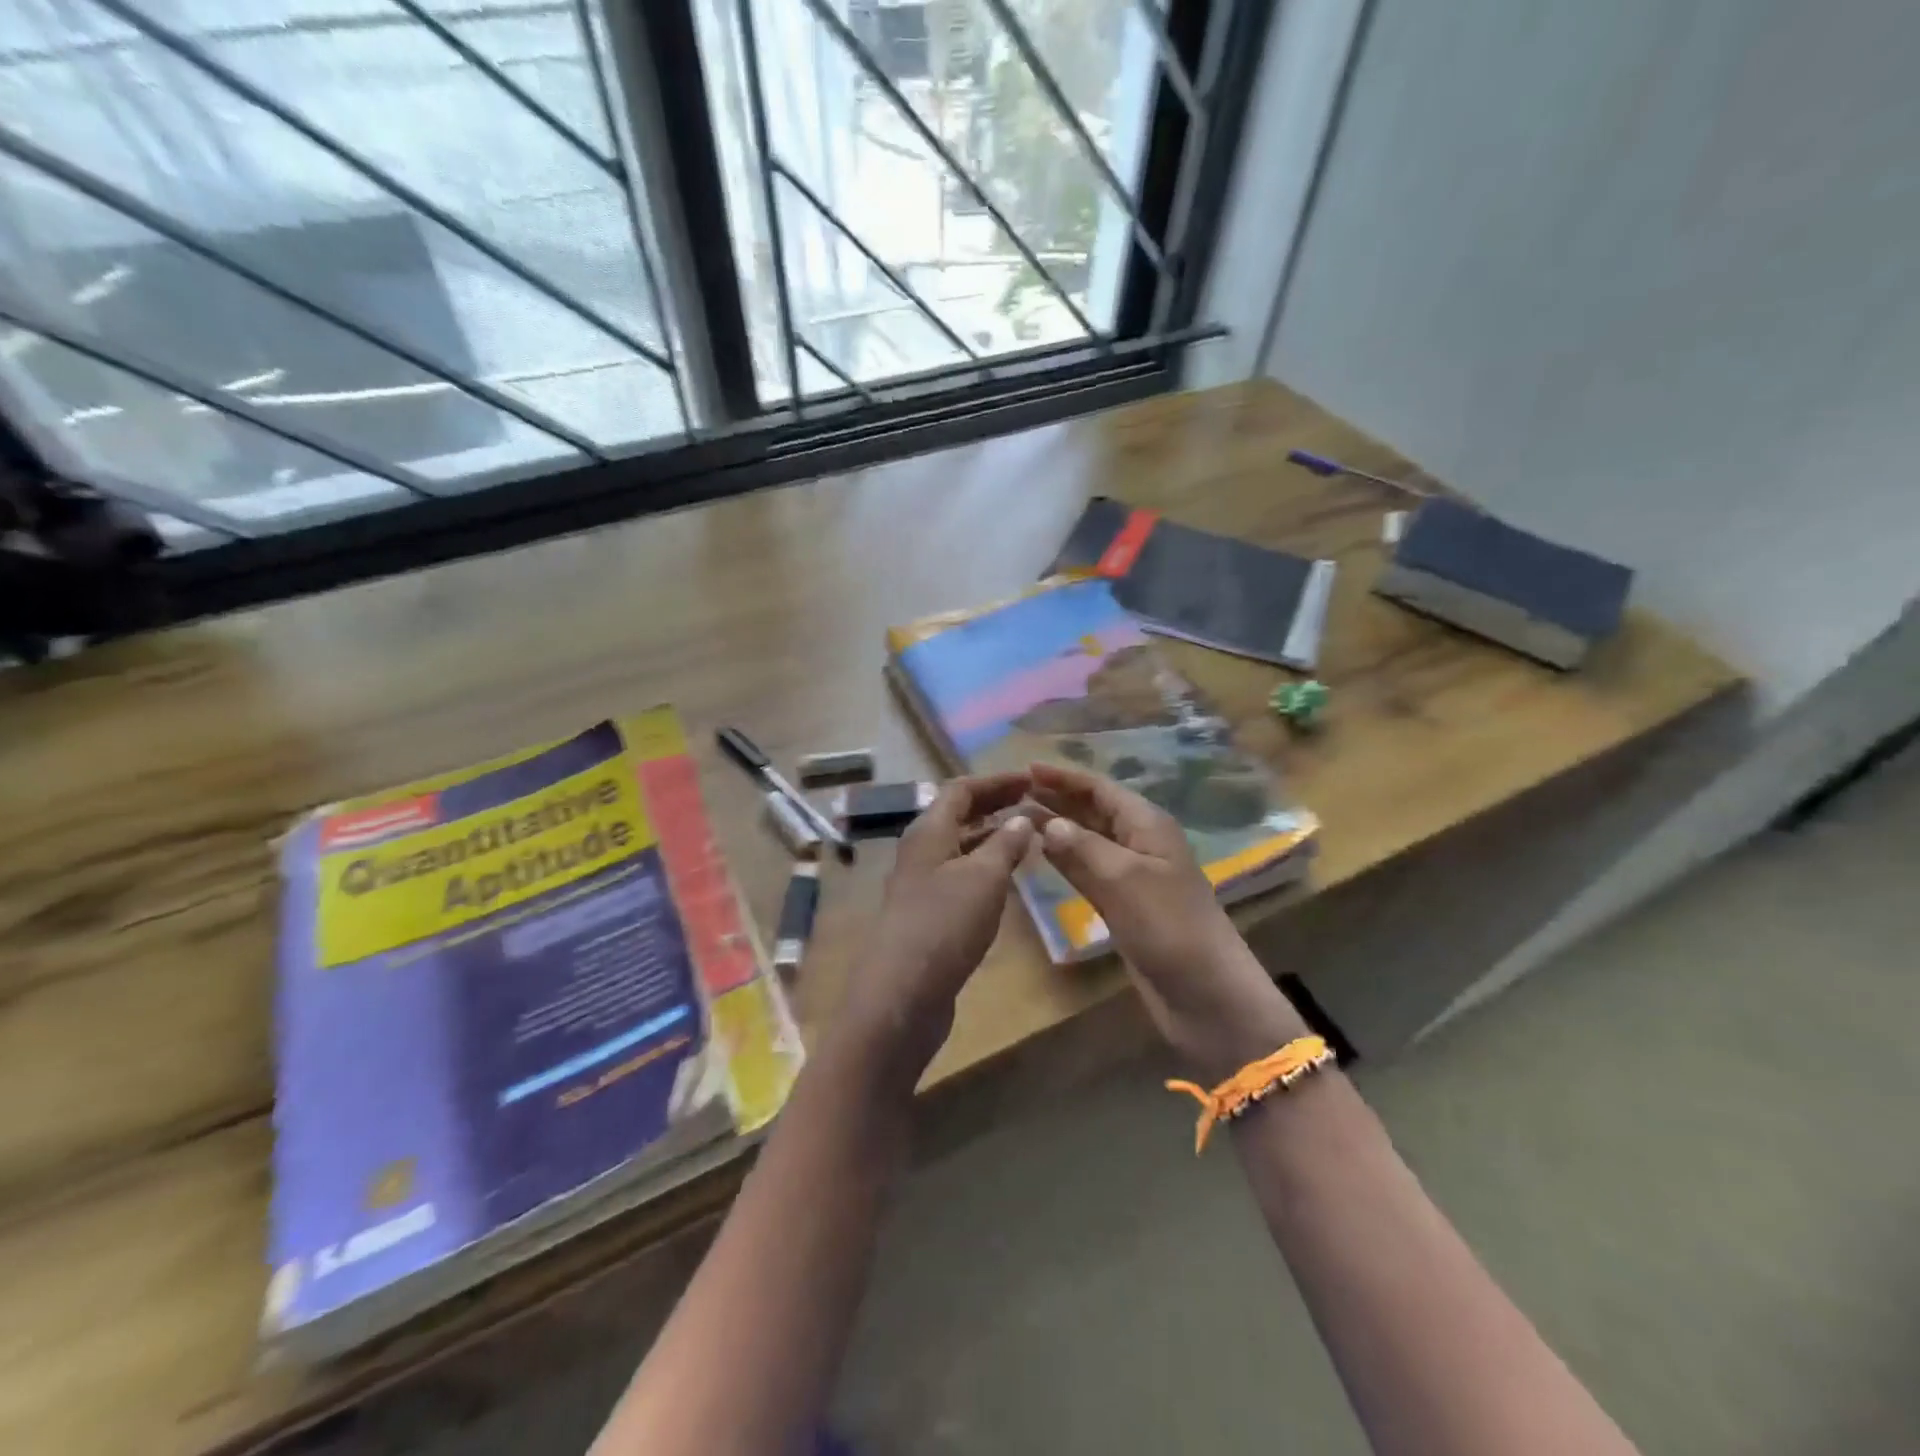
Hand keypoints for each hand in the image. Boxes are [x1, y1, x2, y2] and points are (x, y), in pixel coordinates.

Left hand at [837, 772, 1035, 1091]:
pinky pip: (960, 876)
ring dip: (991, 837)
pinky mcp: (927, 916)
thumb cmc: (944, 925)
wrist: (902, 995)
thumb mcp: (984, 878)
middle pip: (958, 815)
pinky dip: (985, 868)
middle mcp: (921, 851)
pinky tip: (1008, 880)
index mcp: (929, 832)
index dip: (996, 781)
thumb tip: (1023, 819)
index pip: (961, 789)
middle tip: (1034, 802)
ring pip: (959, 847)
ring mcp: (921, 885)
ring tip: (1028, 837)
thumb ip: (1005, 844)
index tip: (1031, 779)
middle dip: (995, 805)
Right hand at [1029, 761, 1305, 1081]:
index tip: (1026, 769)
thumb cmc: (1169, 926)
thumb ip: (1081, 848)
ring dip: (1057, 828)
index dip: (1064, 777)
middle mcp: (1139, 842)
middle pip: (1093, 810)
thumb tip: (1047, 823)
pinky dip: (1064, 860)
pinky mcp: (1123, 905)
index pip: (1099, 789)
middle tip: (1014, 792)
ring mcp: (1131, 875)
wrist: (1205, 993)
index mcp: (1146, 824)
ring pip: (1087, 841)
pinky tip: (1040, 855)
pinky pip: (1088, 871)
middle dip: (1057, 798)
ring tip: (1018, 818)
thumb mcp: (1123, 879)